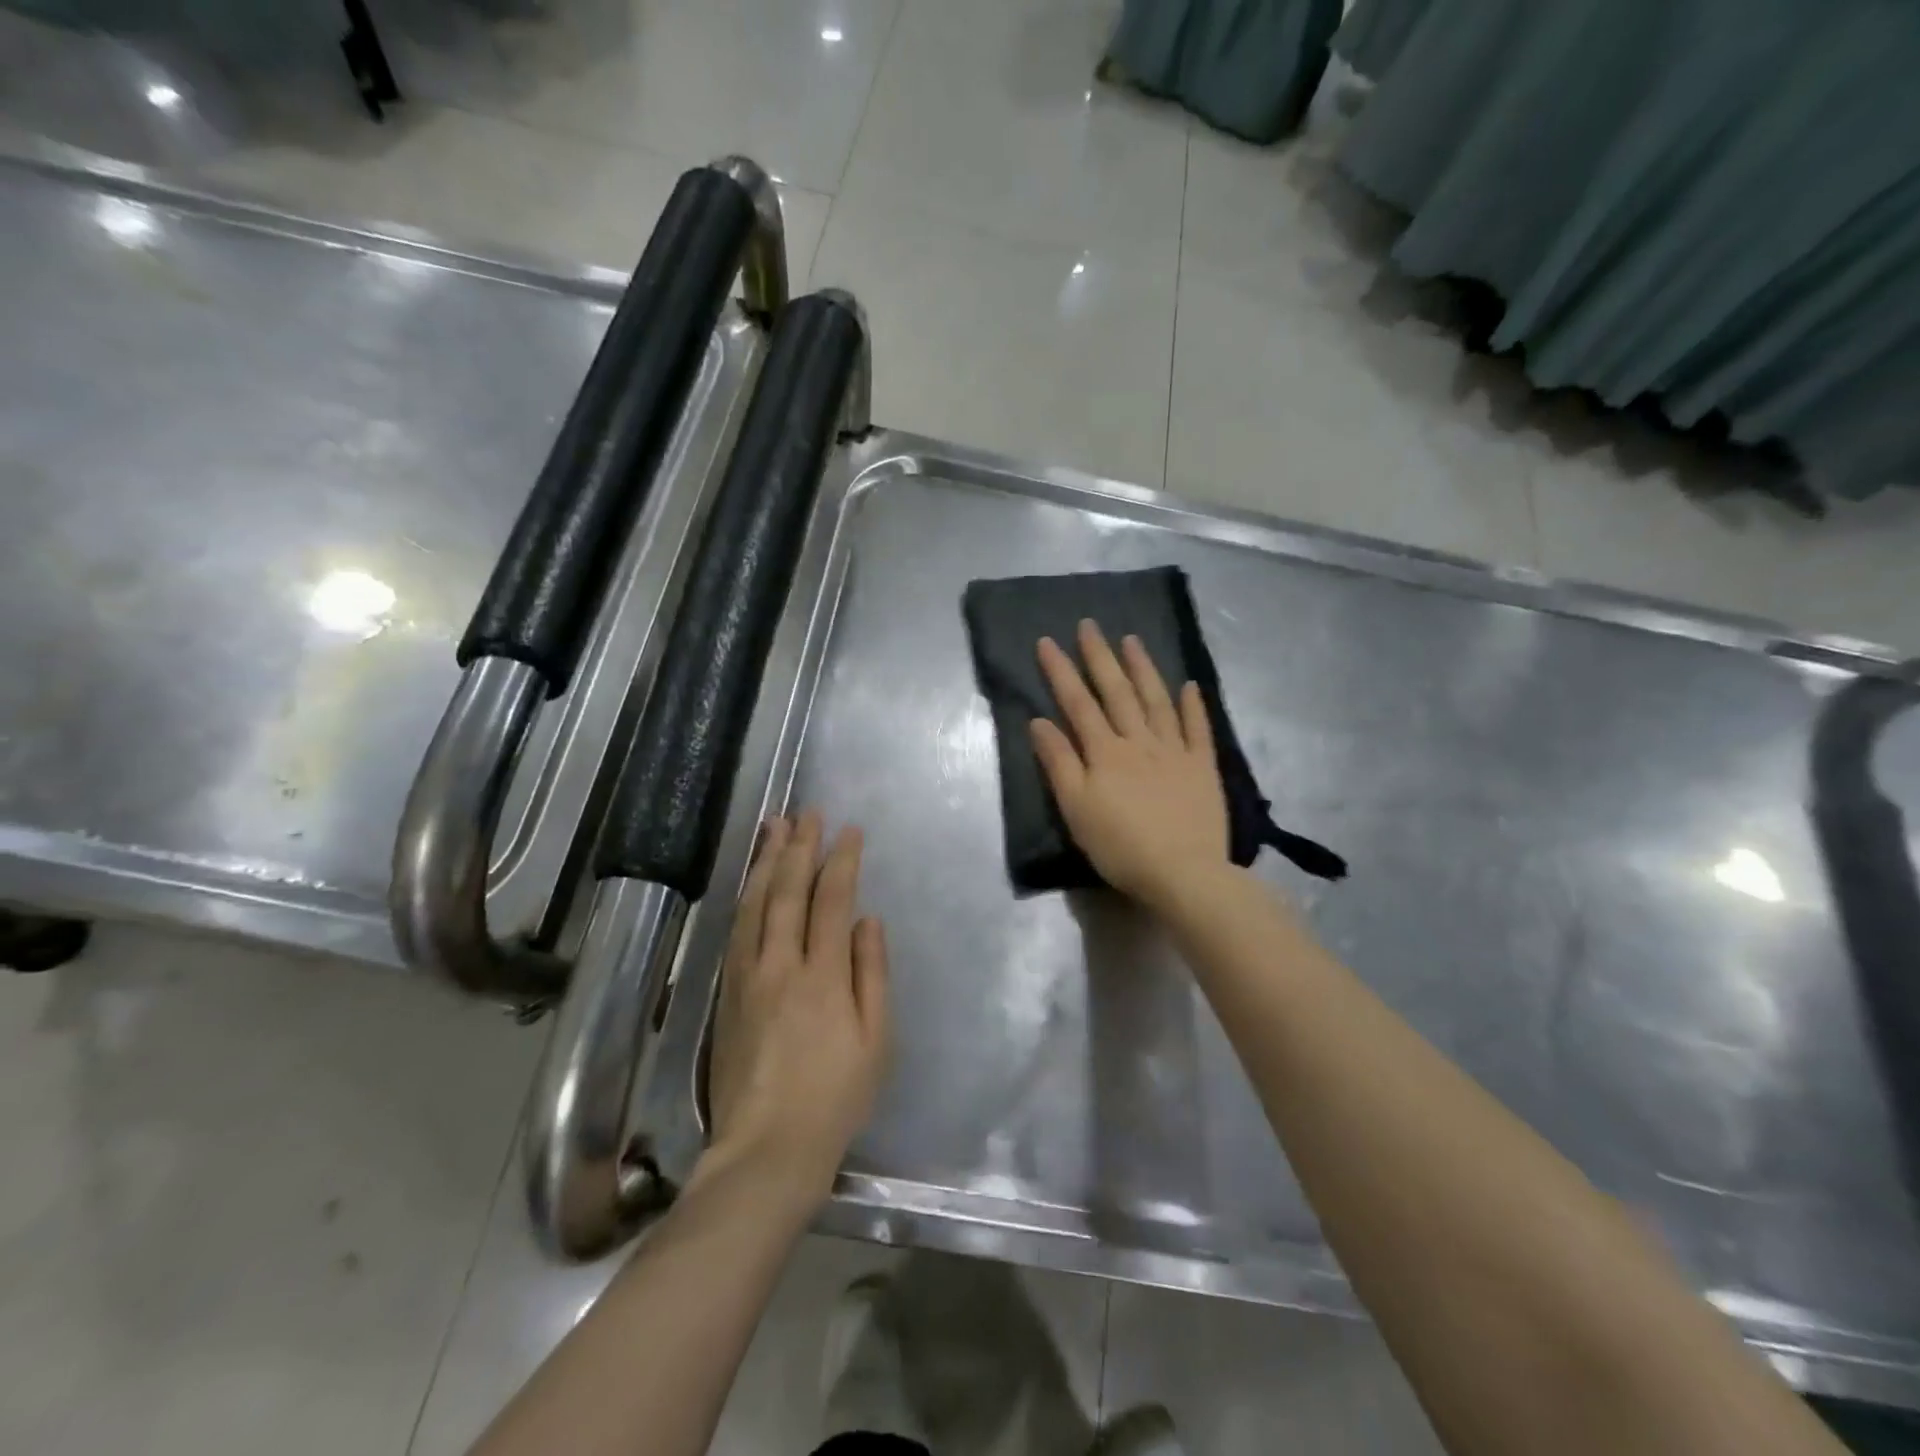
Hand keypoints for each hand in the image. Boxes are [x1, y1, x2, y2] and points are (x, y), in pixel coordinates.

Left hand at [704, 810, 890, 1204]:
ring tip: (774, 827)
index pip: (831, 901)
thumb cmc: (836, 1096)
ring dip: (766, 861)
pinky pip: (736, 929)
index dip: (841, 861)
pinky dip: (746, 895)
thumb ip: (872, 973)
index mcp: (823, 976)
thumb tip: (867, 920)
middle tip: (807, 812)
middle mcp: (780, 965)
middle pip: (788, 891)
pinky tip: (752, 880)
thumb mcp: (876, 1040)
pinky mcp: (726, 992)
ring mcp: (747, 976)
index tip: (849, 831)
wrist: (767, 1147)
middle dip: (799, 847)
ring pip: (755, 903)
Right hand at [1031, 621, 1230, 912]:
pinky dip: (1192, 705)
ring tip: (1132, 640)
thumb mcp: (1076, 808)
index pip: (1078, 703)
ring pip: (1156, 700)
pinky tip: (1189, 685)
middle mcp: (1139, 741)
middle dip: (1100, 656)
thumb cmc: (1120, 845)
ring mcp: (1175, 751)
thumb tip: (1039, 721)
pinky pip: (1197, 729)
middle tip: (1090, 624)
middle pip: (1117, 692)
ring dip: (1143, 668)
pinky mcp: (1202, 767)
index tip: (1047, 641)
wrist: (1183, 872)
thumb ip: (1059, 762)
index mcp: (1105, 752)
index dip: (1061, 671)